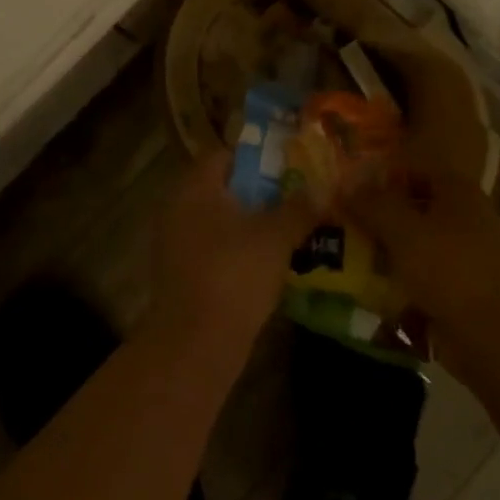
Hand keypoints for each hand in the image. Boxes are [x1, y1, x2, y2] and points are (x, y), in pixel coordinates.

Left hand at [145, 151, 316, 361]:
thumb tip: (324, 187)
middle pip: (224, 188)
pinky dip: (238, 249)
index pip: (225, 155)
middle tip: (297, 195)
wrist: (194, 345)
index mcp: (194, 187)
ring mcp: (175, 242)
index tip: (291, 164)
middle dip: (260, 192)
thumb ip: (299, 208)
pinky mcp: (180, 273)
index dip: (259, 157)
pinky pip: (214, 248)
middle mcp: (178, 207)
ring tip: (291, 227)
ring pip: (220, 220)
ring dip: (251, 223)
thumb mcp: (275, 237)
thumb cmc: (234, 275)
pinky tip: (269, 261)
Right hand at [340, 167, 499, 360]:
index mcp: (457, 191)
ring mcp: (464, 256)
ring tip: (346, 258)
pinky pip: (420, 278)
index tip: (347, 190)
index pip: (412, 169)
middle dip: (377, 217)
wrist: (499, 338)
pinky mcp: (459, 292)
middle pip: (412, 208)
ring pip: (414, 245)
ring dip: (384, 251)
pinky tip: (370, 290)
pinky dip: (398, 281)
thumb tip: (347, 187)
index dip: (379, 176)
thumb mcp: (404, 230)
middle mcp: (464, 217)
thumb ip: (373, 205)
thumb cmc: (451, 270)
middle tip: (340, 225)